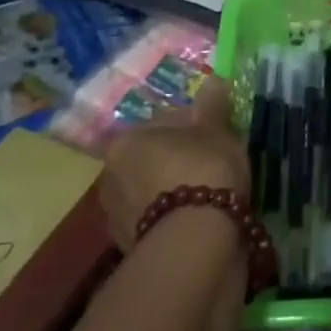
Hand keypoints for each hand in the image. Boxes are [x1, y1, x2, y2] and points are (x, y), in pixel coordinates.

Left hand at [98, 76, 250, 250]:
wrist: (194, 245)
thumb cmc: (204, 172)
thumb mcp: (217, 131)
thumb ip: (213, 105)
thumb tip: (212, 81)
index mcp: (126, 141)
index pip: (165, 122)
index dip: (197, 125)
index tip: (220, 135)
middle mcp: (111, 176)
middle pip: (155, 158)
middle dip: (181, 159)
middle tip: (216, 164)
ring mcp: (116, 217)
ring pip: (154, 191)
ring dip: (176, 191)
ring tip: (212, 197)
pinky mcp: (130, 249)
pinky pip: (159, 221)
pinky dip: (176, 219)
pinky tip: (201, 221)